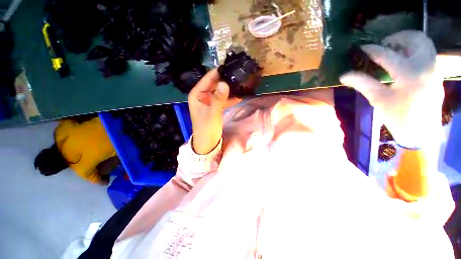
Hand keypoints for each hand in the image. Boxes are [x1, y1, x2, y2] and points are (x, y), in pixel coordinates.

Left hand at [188, 69, 240, 153]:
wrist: (207, 143)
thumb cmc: (206, 128)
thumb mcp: (213, 113)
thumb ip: (219, 99)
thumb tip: (224, 83)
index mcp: (197, 94)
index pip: (208, 78)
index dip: (219, 72)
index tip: (232, 66)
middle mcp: (202, 95)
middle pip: (215, 84)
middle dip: (226, 80)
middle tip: (240, 75)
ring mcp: (209, 101)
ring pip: (220, 91)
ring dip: (230, 89)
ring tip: (242, 83)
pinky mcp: (215, 107)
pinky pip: (223, 99)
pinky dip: (230, 98)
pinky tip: (240, 95)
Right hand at [340, 30, 443, 147]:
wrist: (422, 132)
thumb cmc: (399, 117)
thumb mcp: (378, 100)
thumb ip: (362, 83)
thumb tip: (344, 75)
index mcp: (409, 74)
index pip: (387, 54)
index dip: (372, 50)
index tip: (361, 48)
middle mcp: (425, 65)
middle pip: (415, 38)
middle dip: (397, 38)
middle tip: (384, 46)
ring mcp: (434, 68)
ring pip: (424, 42)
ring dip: (408, 41)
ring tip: (395, 51)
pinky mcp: (437, 72)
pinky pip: (428, 51)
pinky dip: (415, 49)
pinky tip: (405, 59)